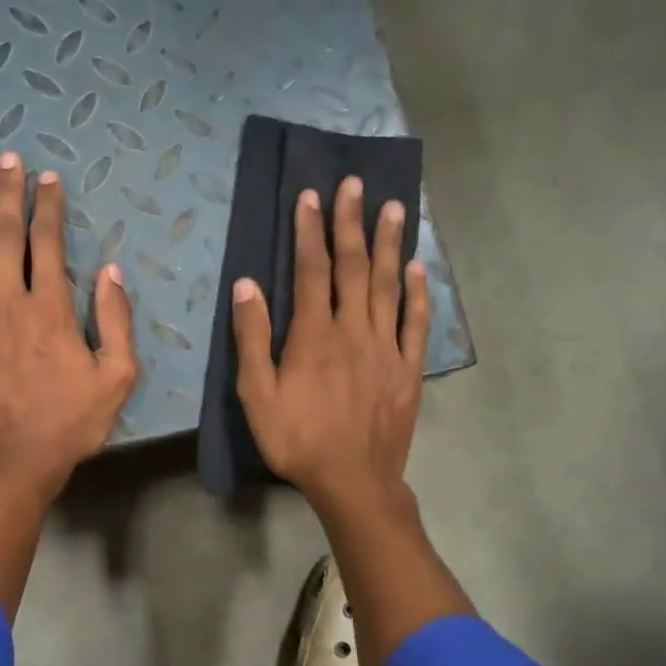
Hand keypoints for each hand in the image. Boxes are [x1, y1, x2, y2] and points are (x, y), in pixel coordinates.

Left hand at [0, 151, 136, 502]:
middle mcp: (9, 301)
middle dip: (8, 194)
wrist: (14, 465)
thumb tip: (111, 272)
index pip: (49, 242)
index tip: (48, 179)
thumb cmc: (70, 423)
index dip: (48, 207)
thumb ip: (116, 321)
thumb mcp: (117, 377)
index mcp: (51, 308)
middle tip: (7, 160)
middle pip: (6, 236)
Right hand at [230, 176, 429, 513]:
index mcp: (314, 335)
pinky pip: (415, 322)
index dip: (310, 231)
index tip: (310, 196)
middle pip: (353, 267)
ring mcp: (386, 347)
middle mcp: (354, 330)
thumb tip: (247, 285)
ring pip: (388, 285)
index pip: (312, 270)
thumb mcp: (256, 394)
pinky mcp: (408, 369)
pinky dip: (417, 292)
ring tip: (395, 207)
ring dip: (389, 244)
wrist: (353, 481)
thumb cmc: (297, 440)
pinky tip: (418, 268)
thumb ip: (252, 338)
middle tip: (355, 184)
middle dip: (352, 223)